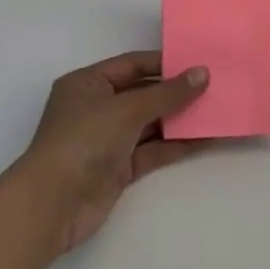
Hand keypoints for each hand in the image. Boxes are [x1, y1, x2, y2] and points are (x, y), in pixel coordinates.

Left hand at [16, 51, 208, 254]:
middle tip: (214, 86)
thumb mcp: (126, 109)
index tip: (198, 63)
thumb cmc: (83, 141)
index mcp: (88, 83)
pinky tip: (204, 138)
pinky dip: (175, 145)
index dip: (164, 63)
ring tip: (216, 110)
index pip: (131, 65)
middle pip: (142, 94)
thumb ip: (167, 93)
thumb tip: (202, 73)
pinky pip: (151, 150)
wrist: (53, 205)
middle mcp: (96, 107)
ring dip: (179, 119)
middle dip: (176, 92)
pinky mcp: (118, 168)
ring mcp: (107, 139)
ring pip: (150, 124)